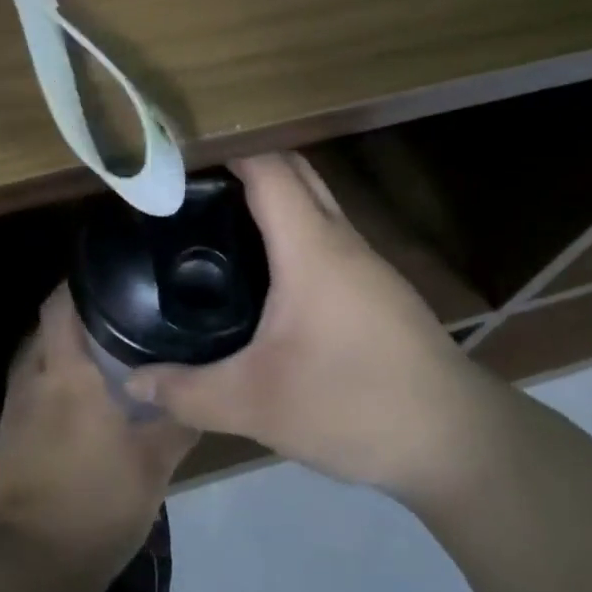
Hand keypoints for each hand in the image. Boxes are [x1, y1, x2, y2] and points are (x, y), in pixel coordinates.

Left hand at [0, 286, 196, 575]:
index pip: (59, 305)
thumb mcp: (153, 464)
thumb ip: (178, 421)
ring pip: (36, 359)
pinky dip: (53, 381)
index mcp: (66, 373)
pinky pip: (31, 389)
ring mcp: (14, 410)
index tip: (110, 273)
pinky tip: (82, 398)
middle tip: (119, 312)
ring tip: (105, 350)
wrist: (31, 568)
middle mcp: (33, 379)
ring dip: (63, 349)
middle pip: (46, 328)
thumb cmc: (96, 504)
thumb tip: (200, 391)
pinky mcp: (8, 438)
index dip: (78, 282)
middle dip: (76, 315)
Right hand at [126, 152, 480, 494]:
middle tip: (190, 187)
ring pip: (316, 205)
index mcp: (311, 247)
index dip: (226, 149)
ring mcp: (368, 265)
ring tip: (217, 222)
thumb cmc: (353, 405)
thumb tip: (134, 382)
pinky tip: (265, 273)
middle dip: (246, 164)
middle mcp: (342, 241)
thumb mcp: (256, 405)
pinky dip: (293, 233)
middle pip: (296, 173)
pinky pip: (328, 238)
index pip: (269, 168)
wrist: (456, 442)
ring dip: (272, 199)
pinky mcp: (379, 291)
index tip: (180, 154)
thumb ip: (188, 392)